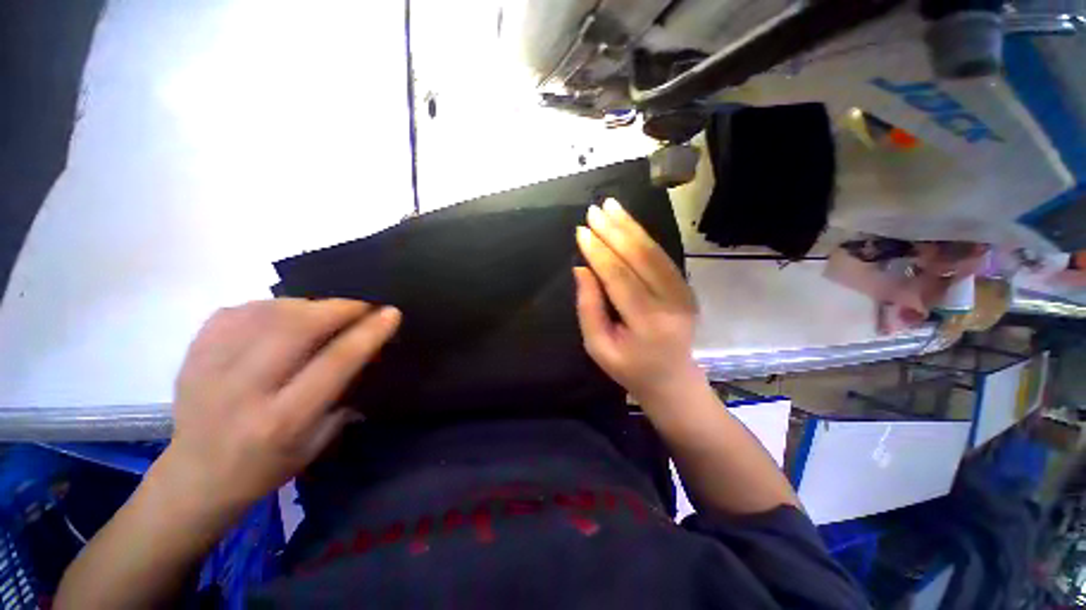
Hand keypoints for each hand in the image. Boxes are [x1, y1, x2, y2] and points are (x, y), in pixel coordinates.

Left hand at [160, 299, 400, 513]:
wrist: (195, 478)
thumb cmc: (266, 467)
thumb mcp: (317, 442)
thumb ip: (344, 395)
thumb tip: (366, 349)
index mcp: (282, 420)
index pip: (335, 362)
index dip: (368, 332)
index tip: (391, 313)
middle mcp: (244, 390)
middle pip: (298, 327)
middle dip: (339, 308)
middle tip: (361, 307)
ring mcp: (210, 368)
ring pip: (269, 312)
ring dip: (309, 305)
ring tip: (326, 312)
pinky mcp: (193, 354)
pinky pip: (238, 311)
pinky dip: (271, 306)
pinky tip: (284, 316)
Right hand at [574, 198, 700, 402]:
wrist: (671, 379)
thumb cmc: (628, 368)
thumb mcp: (598, 346)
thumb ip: (589, 307)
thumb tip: (582, 268)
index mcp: (648, 323)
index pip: (619, 278)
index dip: (599, 252)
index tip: (581, 231)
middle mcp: (671, 303)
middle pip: (640, 257)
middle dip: (614, 230)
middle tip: (594, 209)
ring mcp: (683, 293)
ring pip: (654, 251)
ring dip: (630, 226)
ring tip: (610, 205)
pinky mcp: (685, 287)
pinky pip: (661, 256)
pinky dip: (643, 236)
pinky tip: (627, 222)